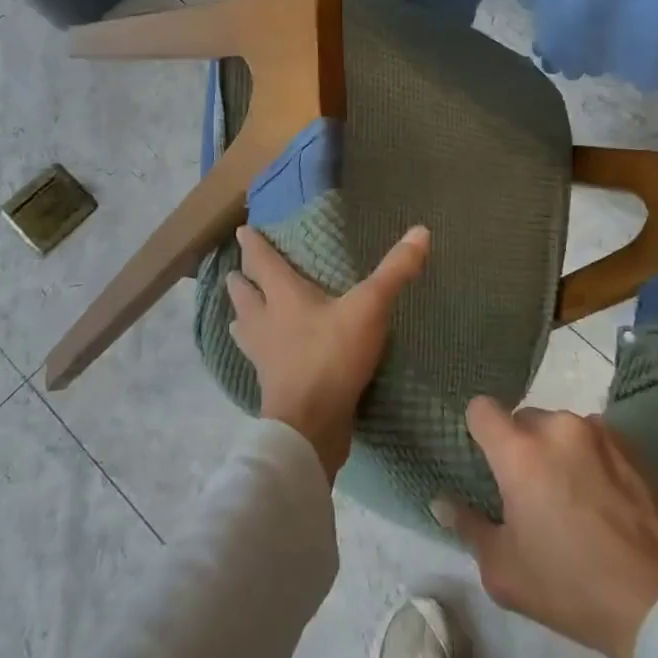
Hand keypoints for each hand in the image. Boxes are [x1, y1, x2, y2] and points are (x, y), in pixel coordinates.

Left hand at [227, 223, 429, 482]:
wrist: (309, 425)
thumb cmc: (333, 356)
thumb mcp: (369, 308)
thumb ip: (394, 271)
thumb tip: (421, 231)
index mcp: (283, 296)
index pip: (262, 262)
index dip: (252, 245)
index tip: (242, 231)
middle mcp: (265, 322)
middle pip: (244, 296)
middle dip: (240, 281)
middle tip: (237, 272)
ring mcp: (264, 357)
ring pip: (244, 329)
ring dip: (241, 317)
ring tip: (239, 314)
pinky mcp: (270, 385)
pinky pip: (257, 359)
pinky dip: (256, 350)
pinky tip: (264, 356)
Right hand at [434, 398, 657, 657]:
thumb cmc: (570, 586)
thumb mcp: (505, 571)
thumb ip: (468, 527)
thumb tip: (442, 503)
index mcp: (519, 452)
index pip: (481, 409)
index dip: (477, 430)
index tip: (485, 461)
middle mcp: (556, 427)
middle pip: (523, 419)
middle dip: (519, 447)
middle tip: (529, 493)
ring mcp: (597, 431)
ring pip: (560, 429)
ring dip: (556, 451)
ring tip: (571, 497)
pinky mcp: (630, 444)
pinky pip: (593, 439)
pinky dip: (588, 458)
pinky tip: (601, 499)